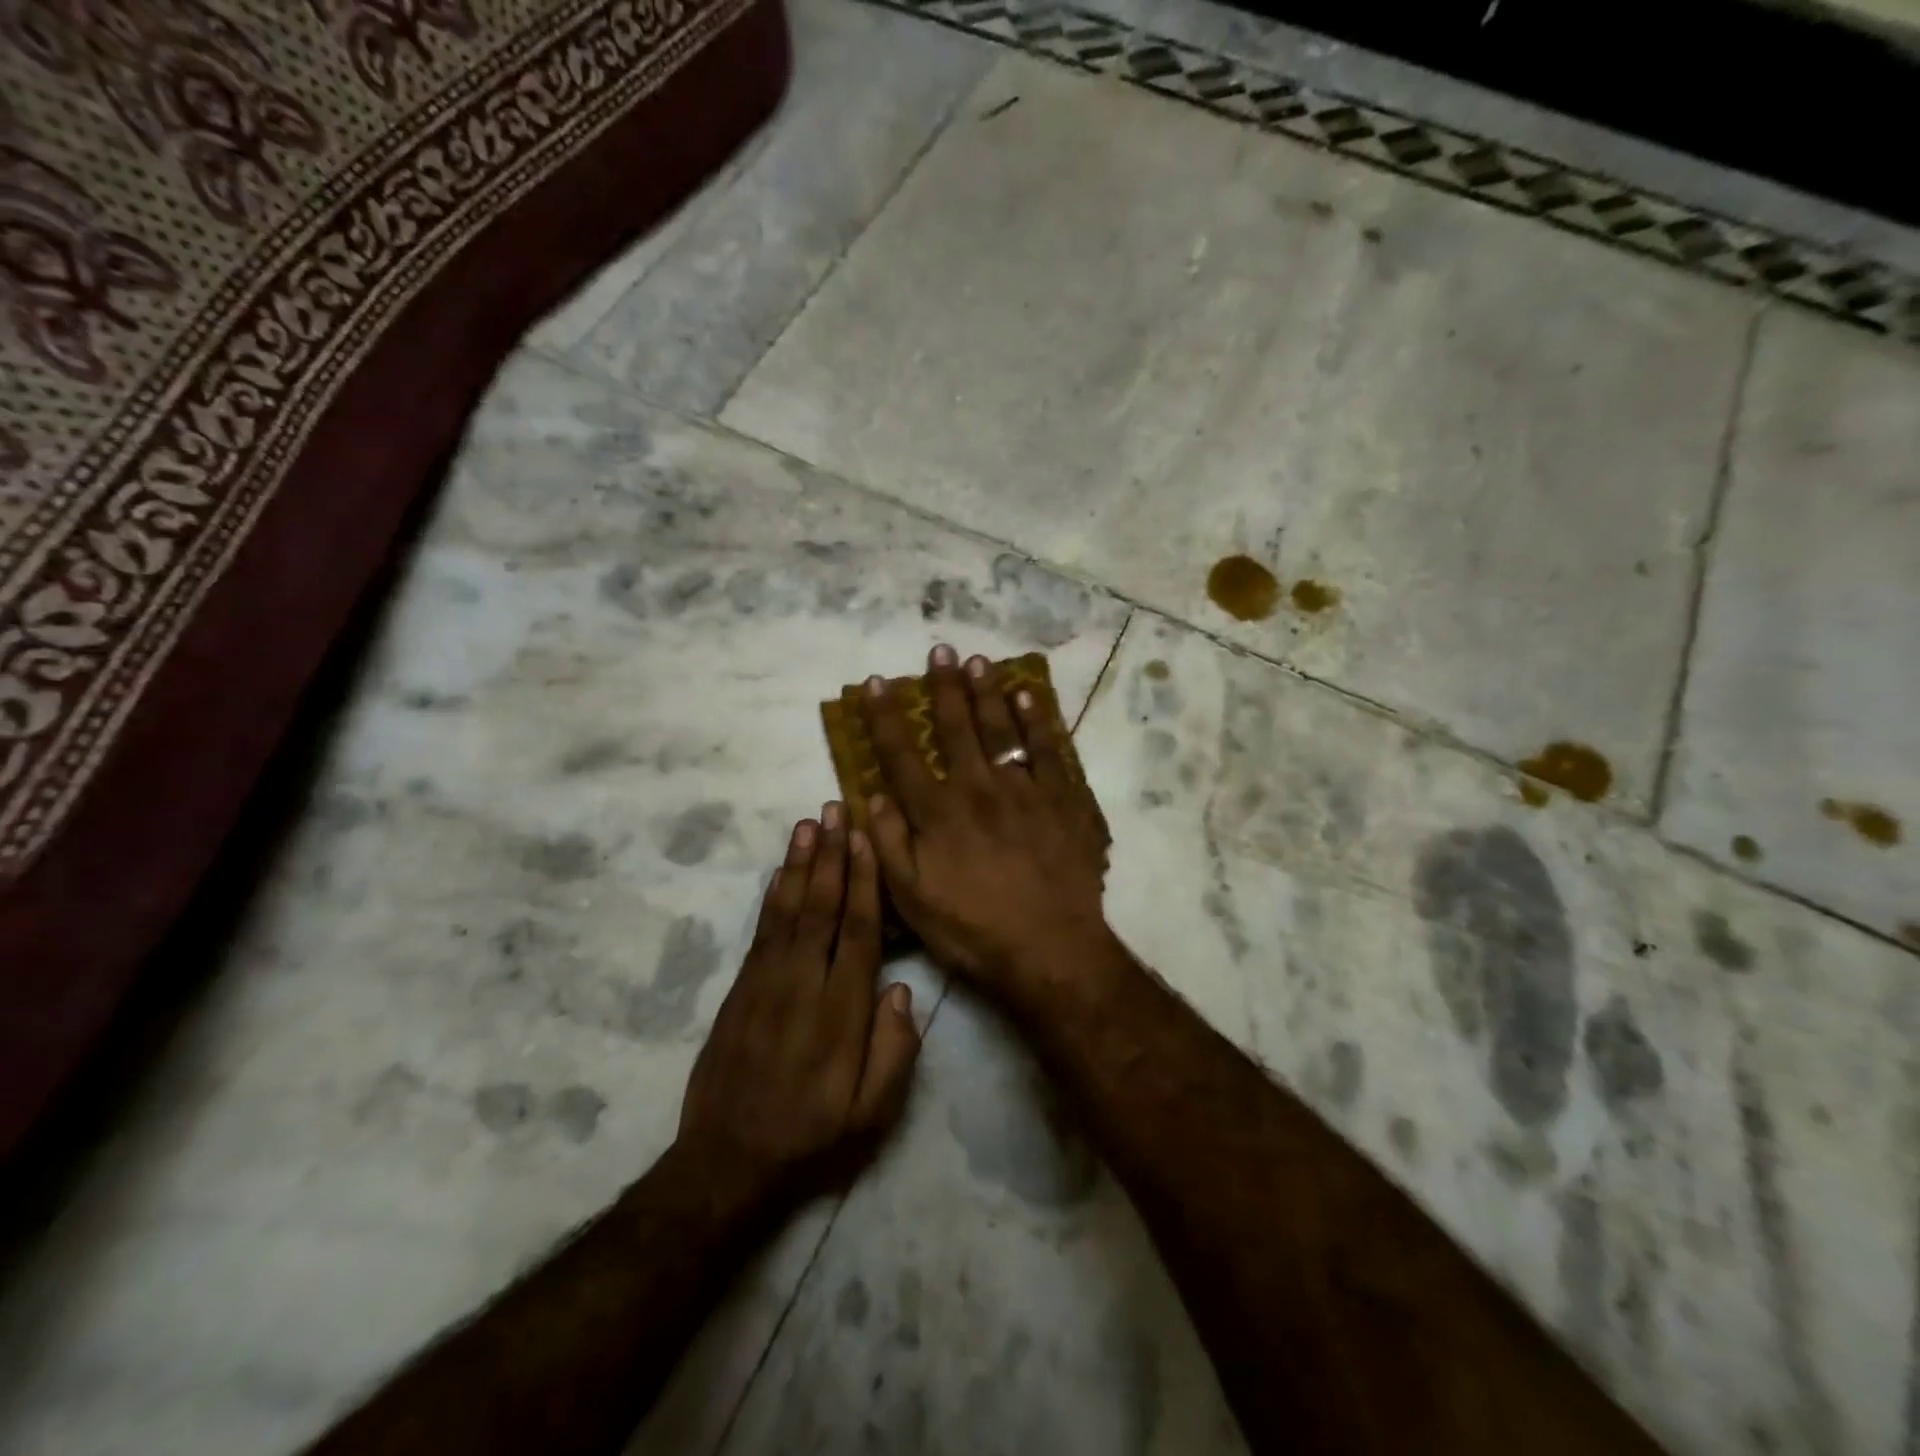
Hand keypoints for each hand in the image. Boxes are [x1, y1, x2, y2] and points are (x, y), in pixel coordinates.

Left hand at [676, 805, 920, 1201]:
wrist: (727, 1163)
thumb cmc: (811, 1137)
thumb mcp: (871, 1114)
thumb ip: (894, 1051)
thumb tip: (900, 989)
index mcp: (841, 1013)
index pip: (858, 933)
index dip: (864, 883)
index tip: (866, 840)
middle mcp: (803, 986)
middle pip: (821, 908)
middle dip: (831, 856)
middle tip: (836, 809)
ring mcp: (766, 984)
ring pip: (788, 911)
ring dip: (800, 864)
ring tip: (808, 823)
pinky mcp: (740, 990)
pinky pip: (761, 931)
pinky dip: (772, 895)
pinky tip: (781, 871)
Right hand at [859, 644, 1112, 1003]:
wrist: (1051, 950)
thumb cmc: (973, 930)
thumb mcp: (912, 900)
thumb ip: (889, 844)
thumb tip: (872, 795)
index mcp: (938, 813)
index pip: (902, 755)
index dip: (885, 717)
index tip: (874, 684)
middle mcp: (978, 789)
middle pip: (956, 728)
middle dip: (944, 688)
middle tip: (939, 652)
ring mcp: (1025, 790)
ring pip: (1002, 729)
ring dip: (988, 692)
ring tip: (978, 662)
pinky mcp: (1064, 800)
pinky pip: (1050, 750)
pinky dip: (1038, 721)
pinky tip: (1029, 698)